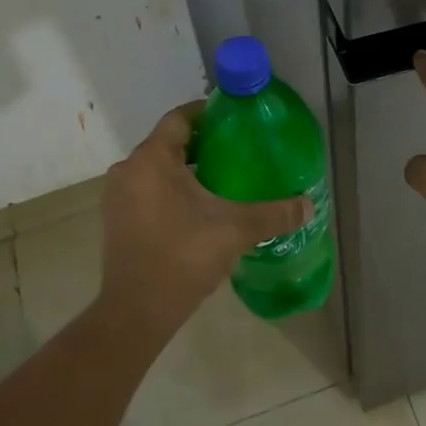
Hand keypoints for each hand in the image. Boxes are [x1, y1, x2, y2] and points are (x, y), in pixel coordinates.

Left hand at [97, 102, 310, 335]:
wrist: (137, 311)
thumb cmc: (183, 256)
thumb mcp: (236, 229)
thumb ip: (274, 213)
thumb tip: (308, 205)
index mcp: (152, 160)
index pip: (179, 118)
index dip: (207, 113)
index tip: (234, 119)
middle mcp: (129, 170)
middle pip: (168, 142)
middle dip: (201, 143)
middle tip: (237, 150)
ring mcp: (118, 197)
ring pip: (157, 168)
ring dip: (185, 169)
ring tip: (223, 178)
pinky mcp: (117, 220)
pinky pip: (147, 190)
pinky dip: (171, 189)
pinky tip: (199, 207)